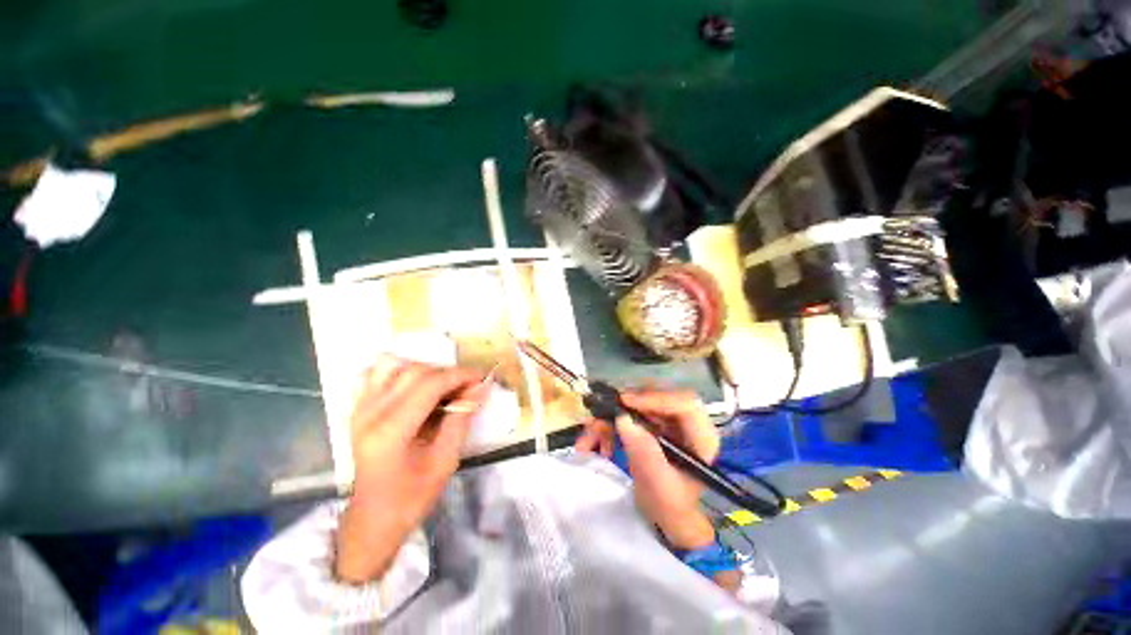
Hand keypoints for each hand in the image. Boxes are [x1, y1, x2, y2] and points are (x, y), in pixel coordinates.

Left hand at [335, 355, 486, 583]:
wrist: (374, 517)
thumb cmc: (412, 496)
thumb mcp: (446, 460)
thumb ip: (461, 419)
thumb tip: (480, 387)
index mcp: (391, 431)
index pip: (430, 384)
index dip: (460, 375)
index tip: (482, 378)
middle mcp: (370, 413)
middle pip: (414, 371)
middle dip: (447, 373)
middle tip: (467, 387)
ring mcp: (359, 409)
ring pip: (393, 365)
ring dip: (423, 370)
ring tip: (440, 386)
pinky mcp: (357, 409)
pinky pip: (374, 374)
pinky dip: (398, 372)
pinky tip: (413, 388)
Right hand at [575, 389, 717, 549]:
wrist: (665, 516)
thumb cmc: (671, 506)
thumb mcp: (660, 486)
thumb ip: (644, 453)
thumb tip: (623, 419)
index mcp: (700, 436)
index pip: (684, 403)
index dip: (655, 398)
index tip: (625, 402)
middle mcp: (684, 422)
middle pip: (656, 396)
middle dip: (626, 405)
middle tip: (603, 413)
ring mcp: (665, 421)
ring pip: (635, 403)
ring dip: (610, 418)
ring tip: (591, 438)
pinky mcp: (649, 423)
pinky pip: (625, 413)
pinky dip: (607, 426)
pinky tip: (595, 444)